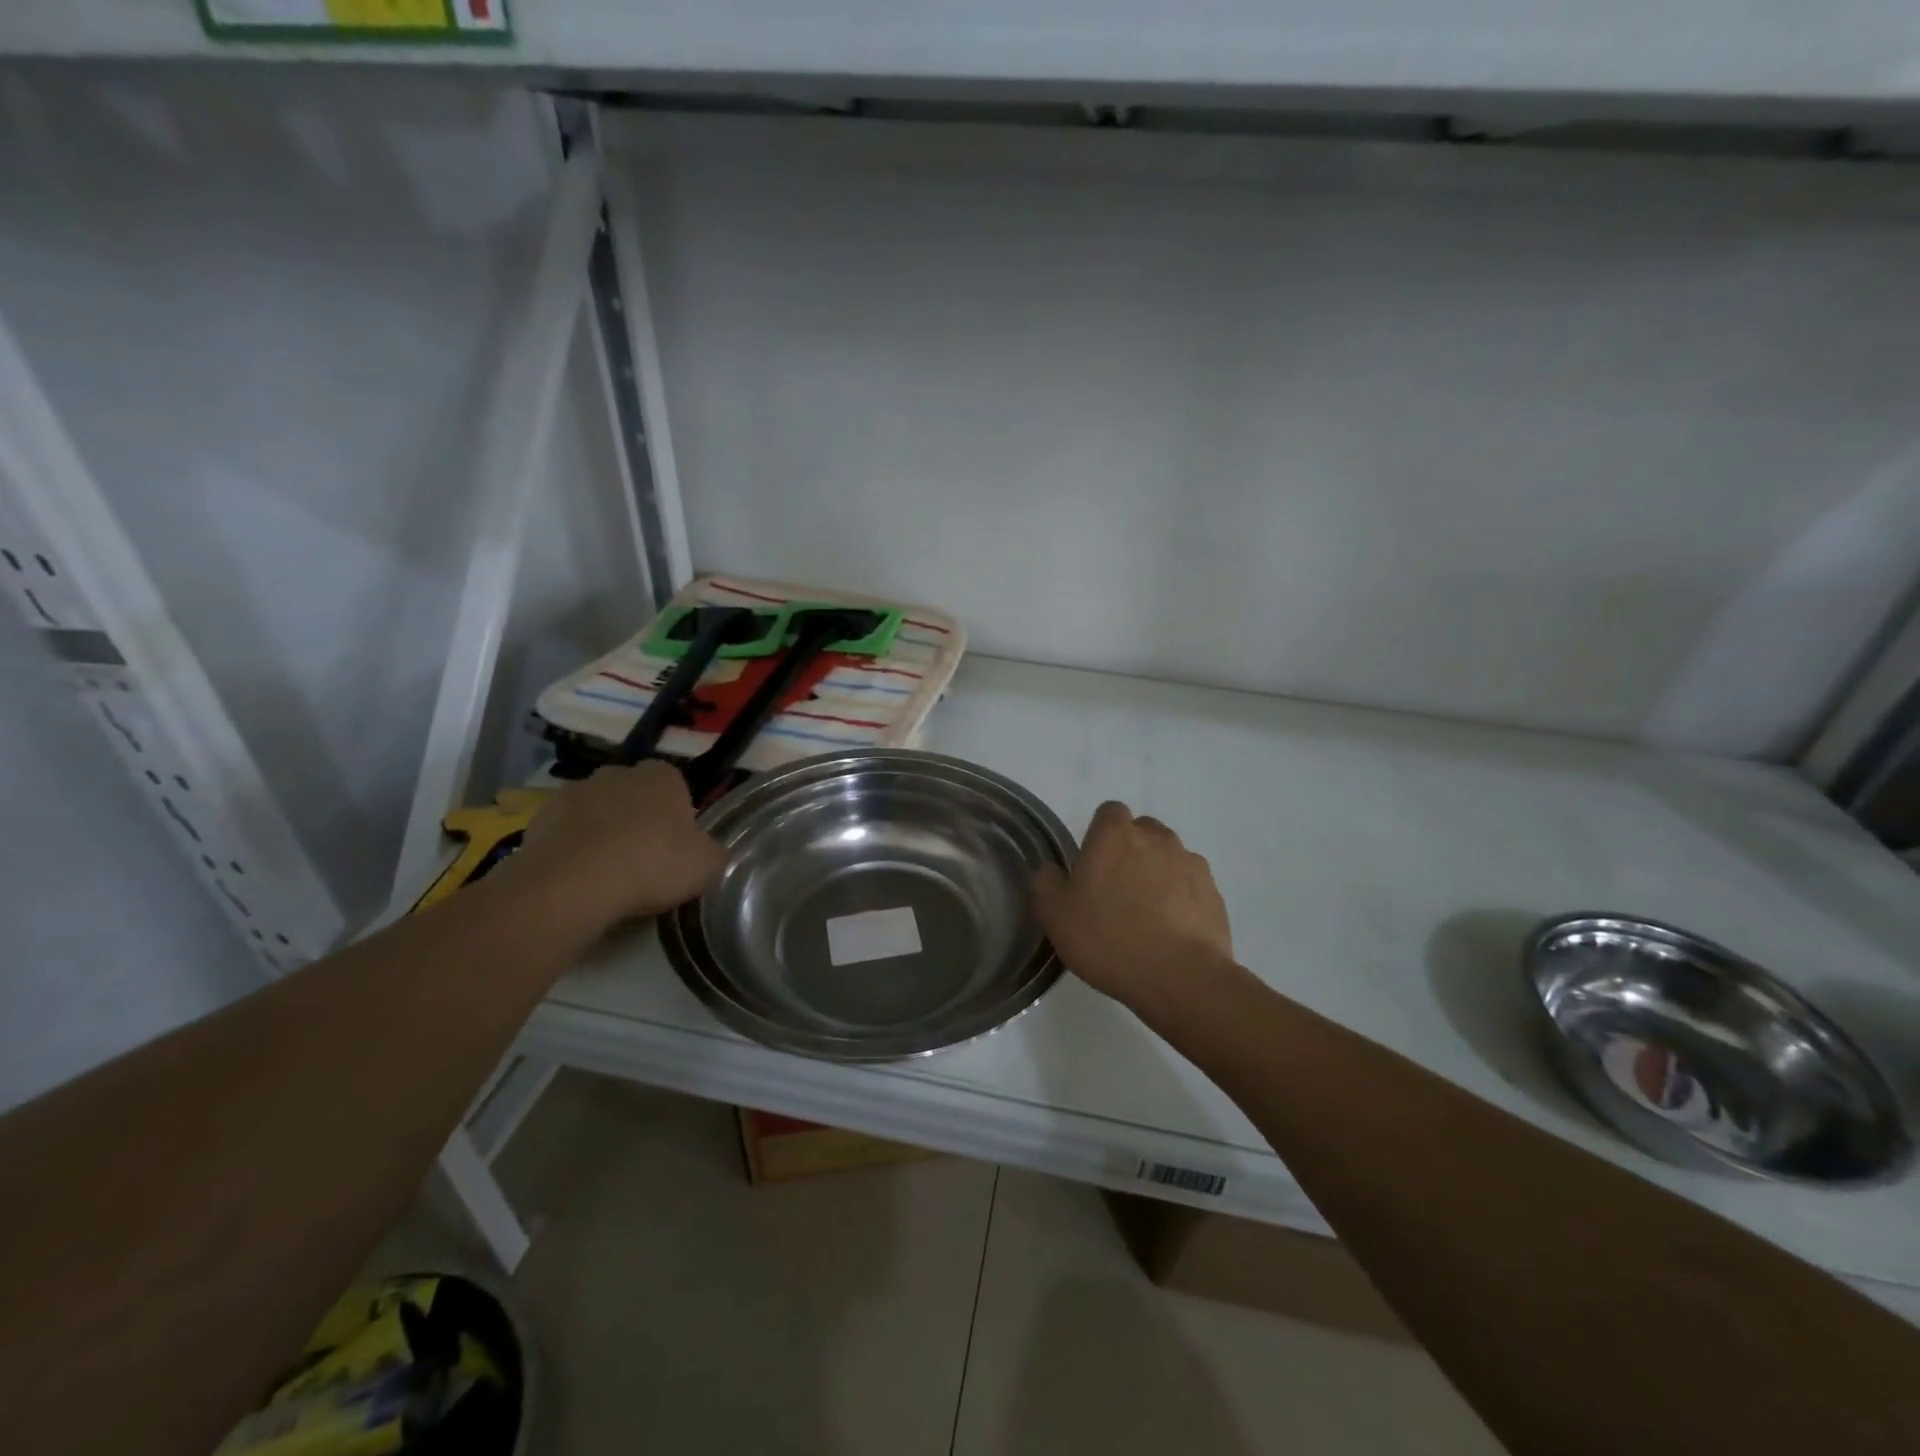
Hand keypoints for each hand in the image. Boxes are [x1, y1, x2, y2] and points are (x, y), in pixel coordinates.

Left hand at [505, 763, 725, 927]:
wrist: (573, 884)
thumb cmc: (652, 864)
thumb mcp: (707, 865)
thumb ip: (712, 852)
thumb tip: (708, 852)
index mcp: (662, 775)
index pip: (675, 786)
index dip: (677, 816)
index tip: (676, 847)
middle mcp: (617, 773)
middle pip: (633, 796)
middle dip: (637, 820)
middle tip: (645, 861)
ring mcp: (574, 793)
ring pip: (597, 813)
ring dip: (602, 834)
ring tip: (608, 877)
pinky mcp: (539, 819)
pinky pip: (566, 834)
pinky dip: (572, 851)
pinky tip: (579, 881)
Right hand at [1033, 801, 1234, 1016]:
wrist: (1180, 977)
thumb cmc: (1109, 938)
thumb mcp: (1055, 915)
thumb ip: (1046, 883)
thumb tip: (1052, 871)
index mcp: (1115, 834)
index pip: (1108, 813)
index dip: (1099, 836)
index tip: (1092, 868)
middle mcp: (1157, 837)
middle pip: (1141, 832)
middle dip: (1130, 853)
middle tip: (1115, 893)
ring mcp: (1191, 863)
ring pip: (1168, 858)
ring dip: (1157, 875)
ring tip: (1147, 916)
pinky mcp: (1214, 893)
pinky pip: (1191, 886)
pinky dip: (1181, 900)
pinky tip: (1171, 932)